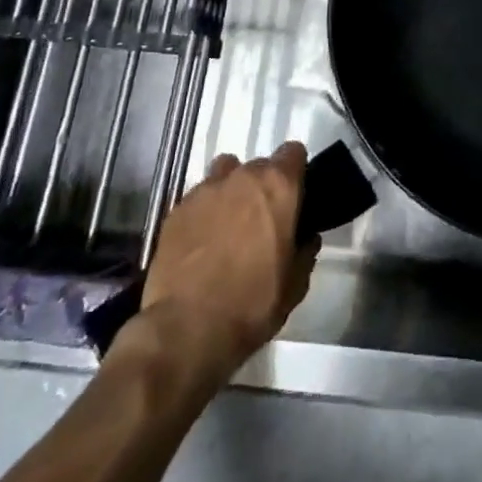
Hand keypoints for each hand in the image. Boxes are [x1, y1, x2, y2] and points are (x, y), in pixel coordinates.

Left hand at [133, 142, 314, 383]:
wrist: (187, 329)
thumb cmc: (252, 304)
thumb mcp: (295, 285)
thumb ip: (305, 252)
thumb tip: (305, 239)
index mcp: (278, 186)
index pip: (293, 152)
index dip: (295, 172)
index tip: (294, 196)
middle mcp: (243, 177)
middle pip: (259, 165)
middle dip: (262, 186)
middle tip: (262, 220)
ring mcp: (205, 190)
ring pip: (225, 174)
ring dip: (231, 190)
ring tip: (228, 224)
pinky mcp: (176, 209)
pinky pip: (198, 198)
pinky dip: (203, 212)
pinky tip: (200, 242)